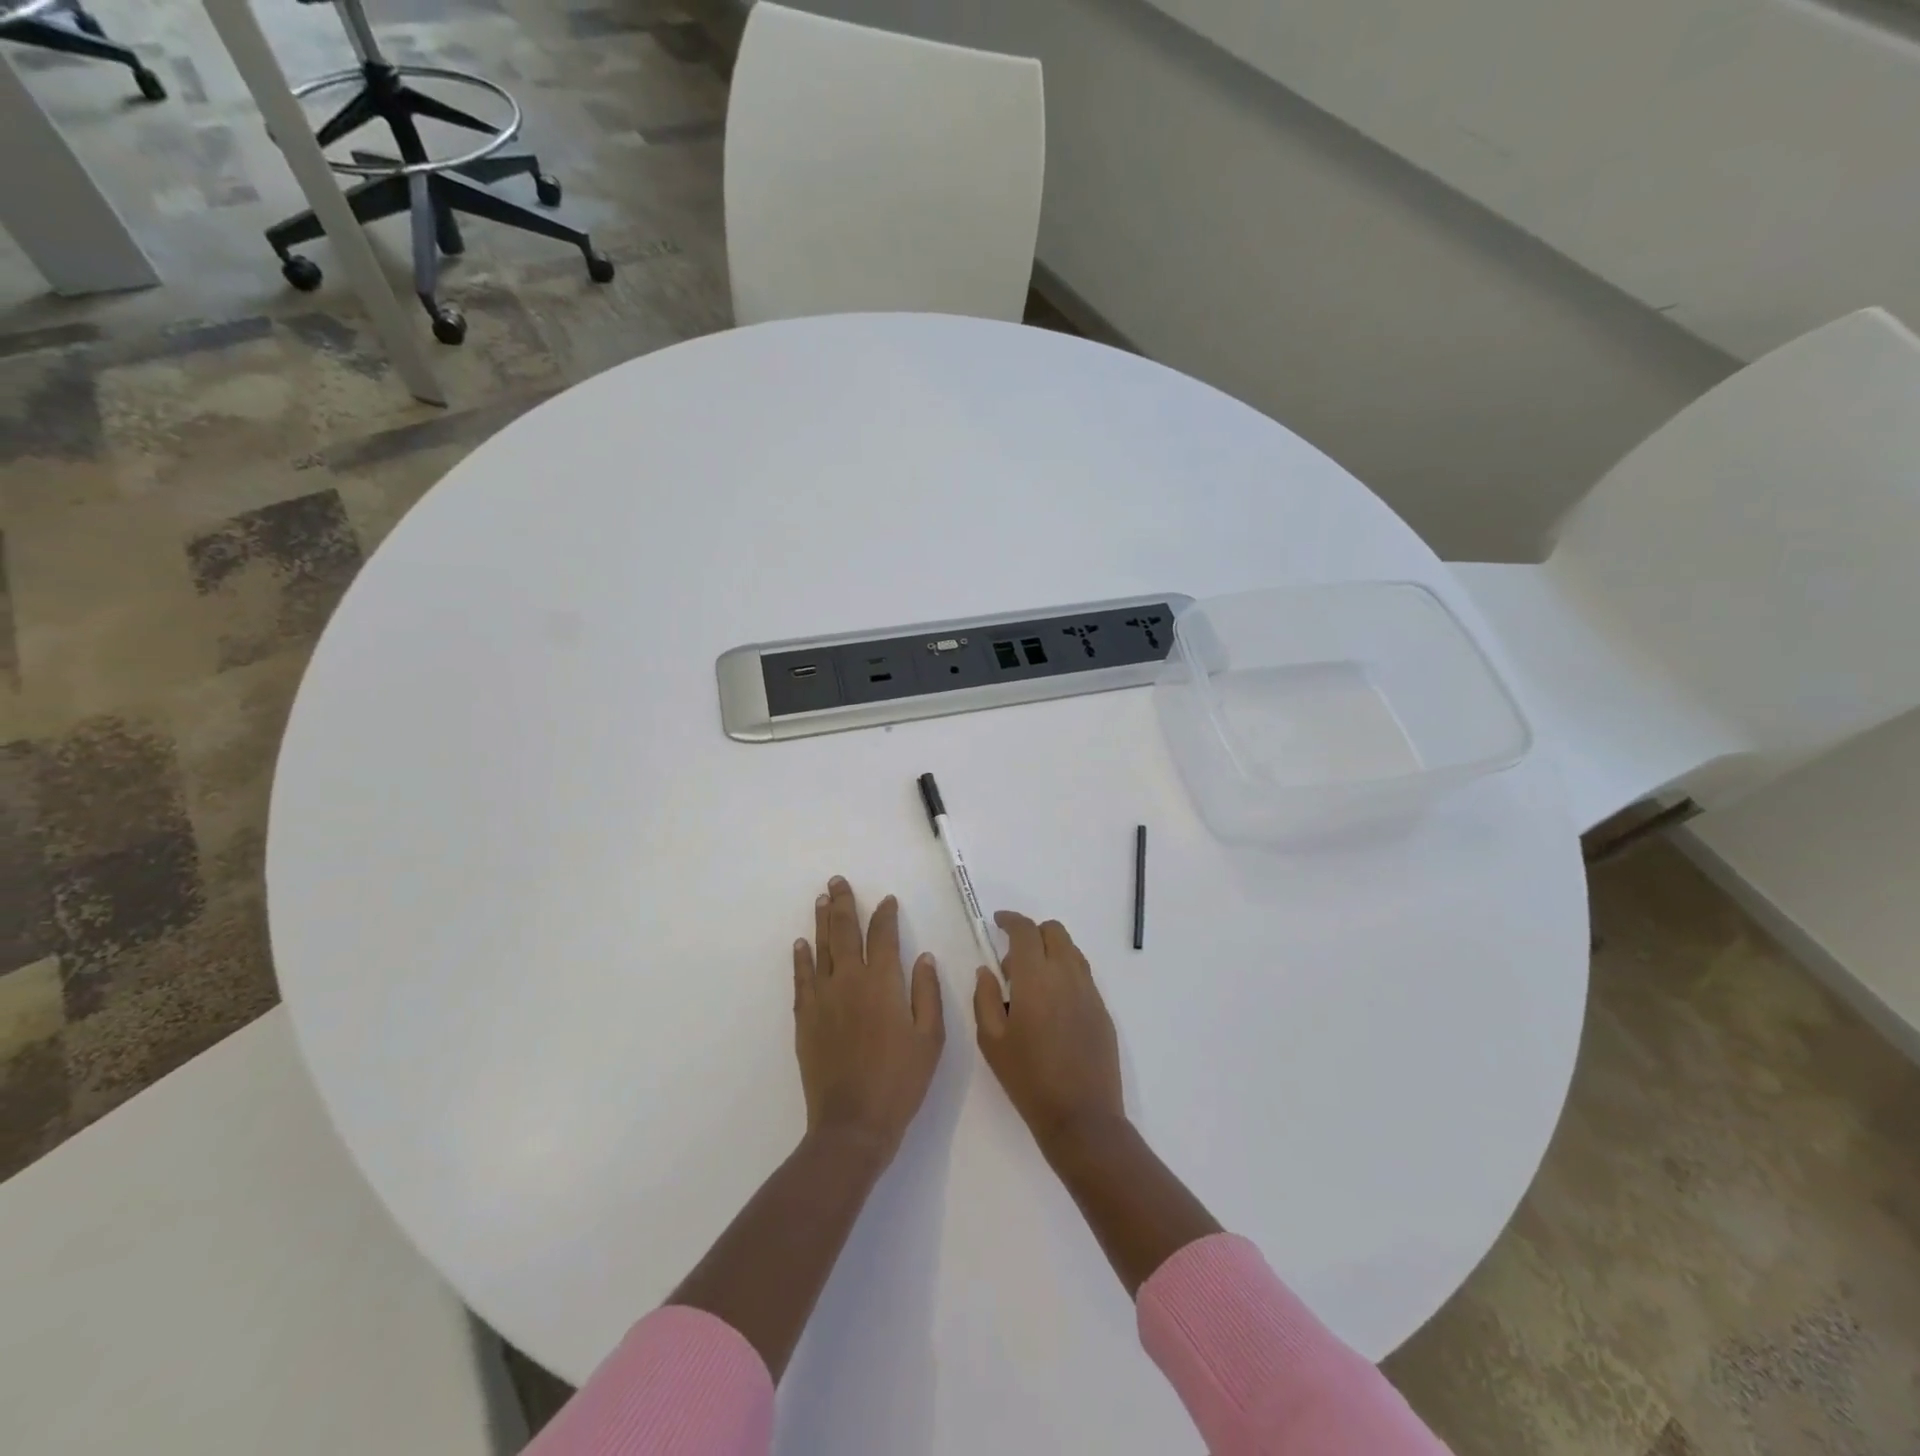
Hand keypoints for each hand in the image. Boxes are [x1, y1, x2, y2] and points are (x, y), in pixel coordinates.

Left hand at [794, 876, 945, 1158]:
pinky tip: (801, 944)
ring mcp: (823, 997)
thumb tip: (923, 957)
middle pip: (846, 931)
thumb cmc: (900, 1081)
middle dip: (843, 903)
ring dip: (822, 921)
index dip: (885, 914)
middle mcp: (850, 980)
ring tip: (821, 899)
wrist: (853, 1123)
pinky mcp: (805, 1017)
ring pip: (822, 948)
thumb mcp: (930, 1038)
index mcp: (884, 983)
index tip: (887, 900)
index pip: (884, 935)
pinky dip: (802, 958)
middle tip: (838, 881)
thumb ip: (927, 993)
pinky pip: (802, 978)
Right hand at [973, 912, 1124, 1156]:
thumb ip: (984, 998)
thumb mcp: (991, 1040)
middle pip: (1054, 931)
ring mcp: (1089, 991)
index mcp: (1036, 978)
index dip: (1010, 920)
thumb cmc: (1028, 1079)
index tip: (997, 922)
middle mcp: (1066, 975)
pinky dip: (1065, 973)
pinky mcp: (1102, 1010)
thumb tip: (987, 971)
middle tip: (1013, 962)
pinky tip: (1052, 1006)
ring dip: (1050, 952)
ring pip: (1071, 951)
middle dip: (1032, 933)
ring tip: (1032, 985)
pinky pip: (1082, 975)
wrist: (1082, 1117)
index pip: (1025, 930)